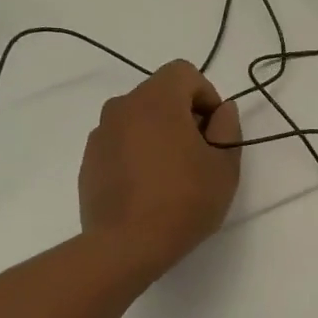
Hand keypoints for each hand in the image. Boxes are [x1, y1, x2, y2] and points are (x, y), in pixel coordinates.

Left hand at [79, 61, 241, 286]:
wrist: (126, 246)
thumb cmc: (184, 200)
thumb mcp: (224, 165)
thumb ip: (227, 127)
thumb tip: (222, 110)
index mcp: (156, 100)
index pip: (184, 72)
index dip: (206, 96)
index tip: (214, 131)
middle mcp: (122, 107)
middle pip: (160, 94)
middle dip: (183, 115)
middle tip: (199, 155)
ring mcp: (100, 135)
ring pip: (139, 119)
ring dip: (159, 135)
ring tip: (172, 175)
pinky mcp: (89, 161)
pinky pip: (121, 144)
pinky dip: (137, 154)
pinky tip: (148, 190)